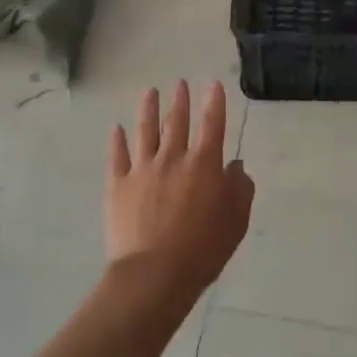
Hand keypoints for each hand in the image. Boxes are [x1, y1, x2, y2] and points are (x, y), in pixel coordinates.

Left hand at [107, 81, 255, 302]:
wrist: (154, 272)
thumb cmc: (203, 249)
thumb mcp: (236, 221)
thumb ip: (240, 189)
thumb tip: (235, 167)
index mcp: (204, 164)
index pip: (212, 125)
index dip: (214, 102)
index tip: (213, 84)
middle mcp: (173, 158)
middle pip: (177, 122)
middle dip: (180, 101)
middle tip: (180, 83)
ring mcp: (142, 169)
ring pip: (145, 131)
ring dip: (148, 110)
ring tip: (150, 92)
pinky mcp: (118, 185)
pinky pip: (117, 156)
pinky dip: (117, 141)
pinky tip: (116, 129)